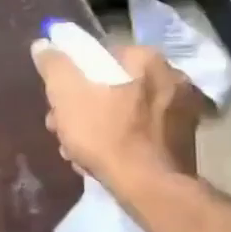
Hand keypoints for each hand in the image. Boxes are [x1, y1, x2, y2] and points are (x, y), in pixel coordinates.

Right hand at [32, 41, 206, 189]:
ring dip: (100, 126)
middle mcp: (172, 76)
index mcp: (146, 59)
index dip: (73, 81)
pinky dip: (124, 140)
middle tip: (64, 130)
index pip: (98, 58)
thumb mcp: (67, 96)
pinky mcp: (186, 138)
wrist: (151, 188)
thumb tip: (43, 43)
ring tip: (79, 151)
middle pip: (113, 86)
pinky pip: (144, 131)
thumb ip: (54, 66)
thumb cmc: (106, 134)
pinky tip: (106, 160)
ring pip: (127, 110)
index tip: (58, 105)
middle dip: (84, 107)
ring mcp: (183, 109)